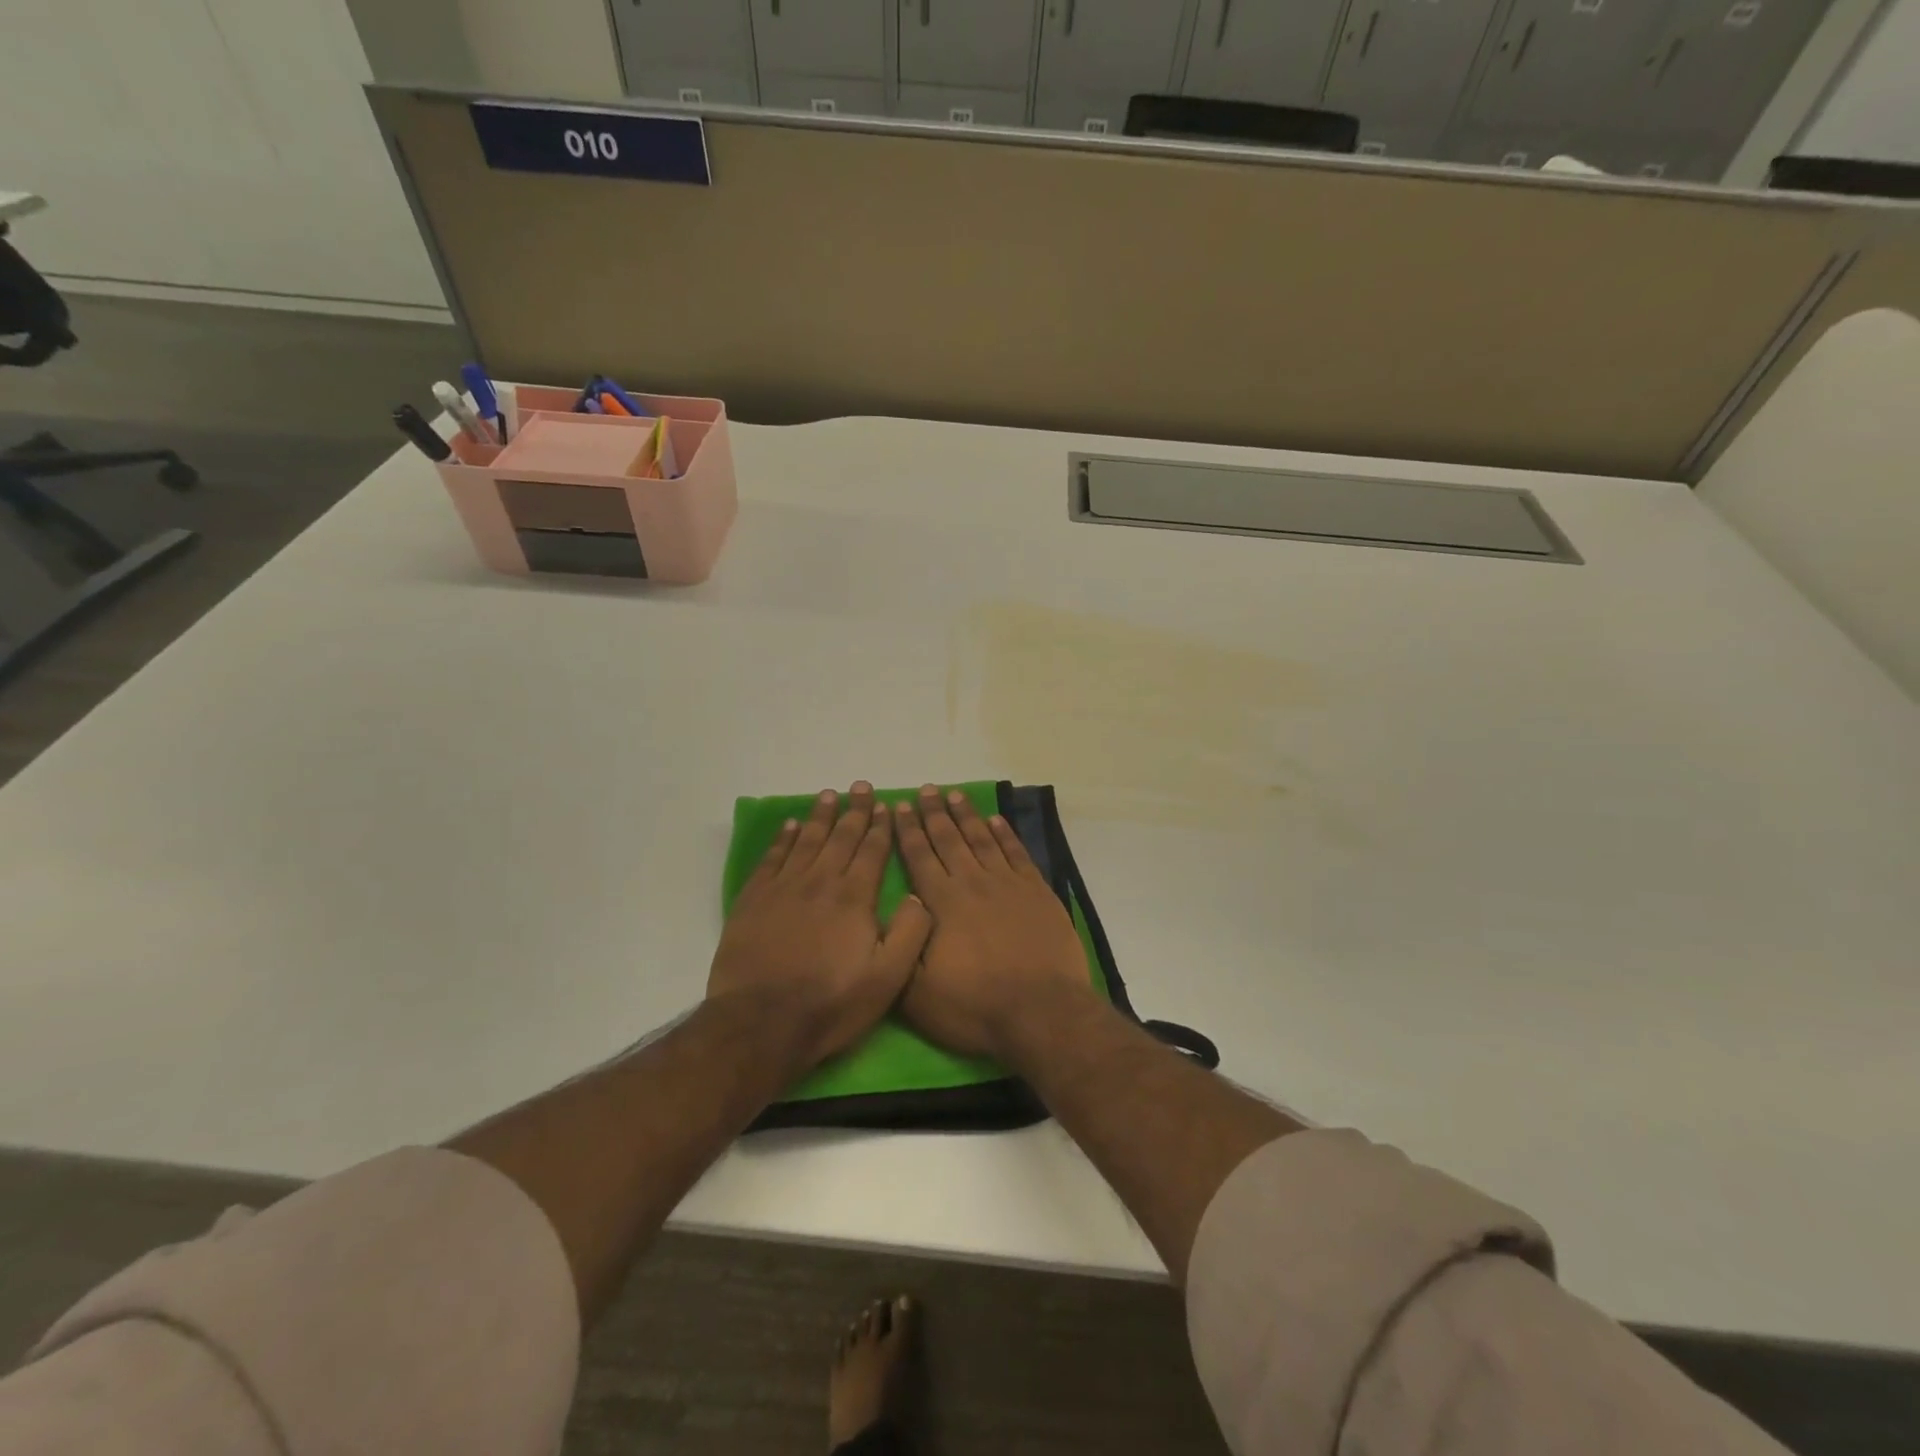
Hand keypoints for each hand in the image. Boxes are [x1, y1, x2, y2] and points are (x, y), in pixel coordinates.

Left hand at [708, 783, 932, 1071]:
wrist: (762, 1022)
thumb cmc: (831, 1003)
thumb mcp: (888, 978)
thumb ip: (911, 933)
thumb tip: (919, 895)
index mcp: (854, 897)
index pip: (872, 852)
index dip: (881, 827)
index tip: (886, 805)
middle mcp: (820, 881)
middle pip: (840, 837)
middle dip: (854, 811)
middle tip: (860, 786)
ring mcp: (784, 888)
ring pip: (806, 840)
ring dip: (819, 816)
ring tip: (828, 795)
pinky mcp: (754, 900)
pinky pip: (772, 858)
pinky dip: (782, 839)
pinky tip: (789, 826)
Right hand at [892, 786, 1094, 1060]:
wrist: (1041, 1012)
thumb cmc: (975, 1007)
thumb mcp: (917, 993)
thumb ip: (900, 948)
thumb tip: (895, 909)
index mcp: (942, 903)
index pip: (919, 857)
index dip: (908, 830)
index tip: (900, 806)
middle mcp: (972, 883)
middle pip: (949, 839)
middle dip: (934, 813)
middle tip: (926, 789)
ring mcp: (1008, 885)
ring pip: (982, 839)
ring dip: (967, 816)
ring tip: (955, 794)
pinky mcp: (1037, 892)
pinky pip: (1017, 854)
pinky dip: (1006, 835)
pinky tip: (997, 821)